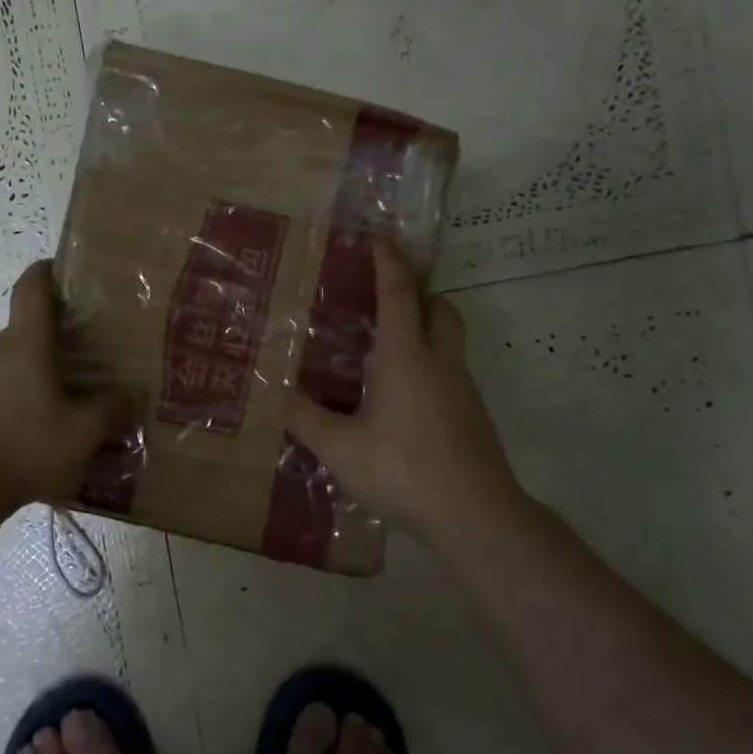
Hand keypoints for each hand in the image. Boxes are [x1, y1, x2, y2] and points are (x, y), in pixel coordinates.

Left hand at [0, 260, 130, 515]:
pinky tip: (27, 437)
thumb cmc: (24, 447)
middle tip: (85, 364)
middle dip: (54, 342)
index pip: (32, 287)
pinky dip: (11, 403)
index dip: (47, 271)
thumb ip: (113, 409)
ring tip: (59, 408)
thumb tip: (134, 394)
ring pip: (8, 366)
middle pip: (25, 332)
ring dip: (32, 378)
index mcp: (26, 343)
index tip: (63, 269)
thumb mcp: (83, 433)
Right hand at [284, 242, 523, 538]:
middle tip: (386, 305)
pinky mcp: (473, 417)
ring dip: (424, 335)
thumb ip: (306, 419)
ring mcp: (462, 390)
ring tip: (384, 359)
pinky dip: (429, 371)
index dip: (389, 262)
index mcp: (405, 355)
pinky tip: (403, 405)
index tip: (380, 239)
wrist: (474, 514)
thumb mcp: (340, 448)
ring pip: (448, 344)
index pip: (398, 293)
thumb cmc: (403, 469)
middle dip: (419, 296)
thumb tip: (278, 396)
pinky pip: (450, 376)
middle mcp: (439, 362)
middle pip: (441, 309)